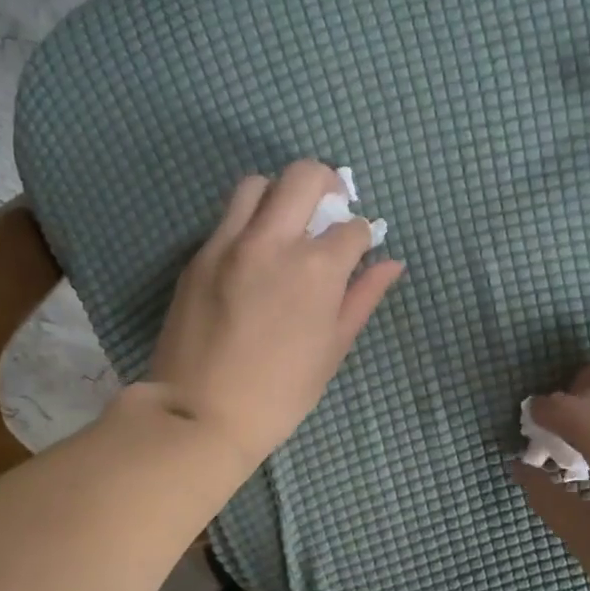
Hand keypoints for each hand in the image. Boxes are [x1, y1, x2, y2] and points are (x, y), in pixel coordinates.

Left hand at [142, 159, 403, 471]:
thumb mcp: (332, 349)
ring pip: (257, 185)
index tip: (358, 250)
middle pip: (304, 176)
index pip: (351, 227)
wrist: (200, 414)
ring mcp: (228, 244)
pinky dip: (248, 222)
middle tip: (329, 210)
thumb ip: (362, 298)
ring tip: (286, 224)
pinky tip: (254, 255)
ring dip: (280, 194)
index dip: (362, 236)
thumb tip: (391, 263)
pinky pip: (227, 218)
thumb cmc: (279, 394)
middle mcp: (272, 241)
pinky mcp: (198, 257)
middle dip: (326, 185)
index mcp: (316, 268)